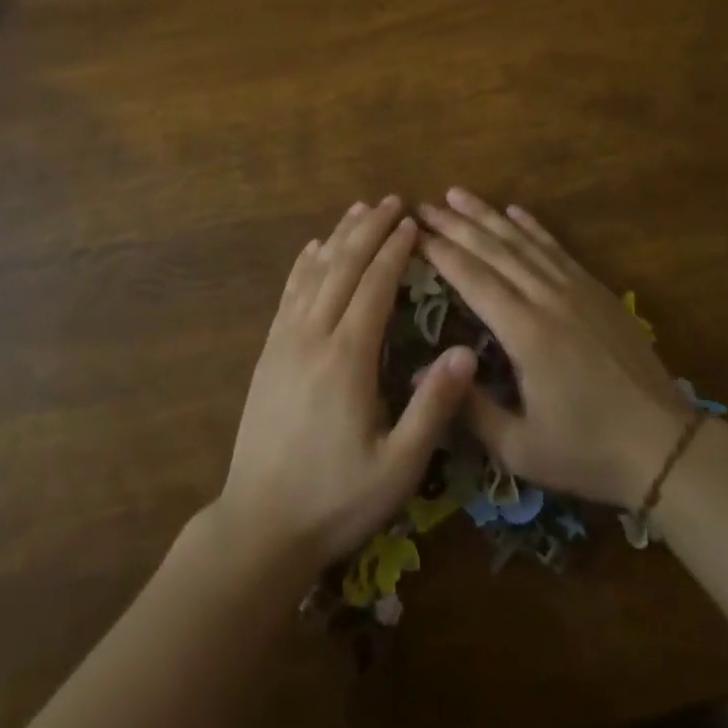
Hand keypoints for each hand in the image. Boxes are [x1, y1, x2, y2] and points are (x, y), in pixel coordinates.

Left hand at [217, 196, 476, 572]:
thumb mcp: (399, 467)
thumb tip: (468, 352)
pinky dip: (304, 264)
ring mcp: (285, 341)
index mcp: (347, 358)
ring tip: (359, 209)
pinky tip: (313, 248)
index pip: (375, 285)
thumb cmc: (337, 499)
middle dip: (369, 229)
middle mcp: (313, 336)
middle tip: (392, 200)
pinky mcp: (268, 352)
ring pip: (314, 272)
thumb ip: (433, 407)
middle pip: (343, 266)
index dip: (395, 250)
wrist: (260, 527)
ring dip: (338, 236)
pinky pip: (288, 293)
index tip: (413, 222)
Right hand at [418, 188, 693, 507]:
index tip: (412, 231)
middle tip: (423, 204)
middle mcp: (547, 298)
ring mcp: (575, 289)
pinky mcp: (597, 290)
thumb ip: (469, 409)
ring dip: (488, 215)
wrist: (665, 446)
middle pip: (493, 249)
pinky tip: (515, 211)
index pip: (472, 278)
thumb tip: (420, 374)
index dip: (439, 251)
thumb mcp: (521, 448)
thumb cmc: (587, 451)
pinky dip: (533, 226)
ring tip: (458, 194)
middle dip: (455, 224)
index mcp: (525, 332)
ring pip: (523, 241)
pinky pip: (556, 248)